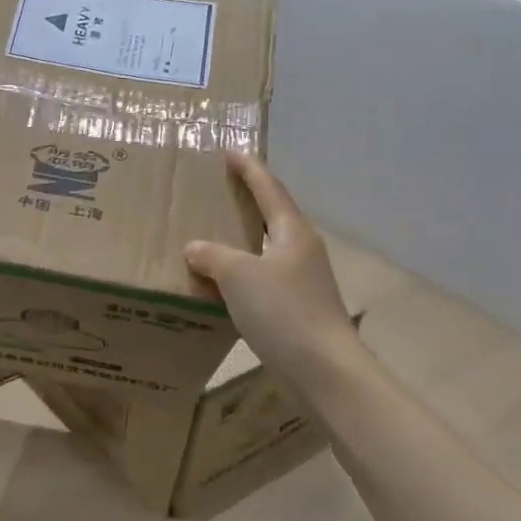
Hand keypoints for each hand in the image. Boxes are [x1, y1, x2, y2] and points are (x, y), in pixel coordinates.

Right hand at [186, 153, 360, 391]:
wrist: (323, 369)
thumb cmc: (283, 311)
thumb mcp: (239, 275)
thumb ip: (213, 255)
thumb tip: (196, 248)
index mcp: (292, 232)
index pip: (269, 188)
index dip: (249, 169)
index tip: (231, 151)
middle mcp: (301, 250)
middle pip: (272, 216)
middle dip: (247, 202)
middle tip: (218, 191)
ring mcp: (303, 281)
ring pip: (266, 251)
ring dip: (241, 242)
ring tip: (212, 237)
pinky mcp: (297, 309)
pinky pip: (263, 280)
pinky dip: (241, 275)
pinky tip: (221, 286)